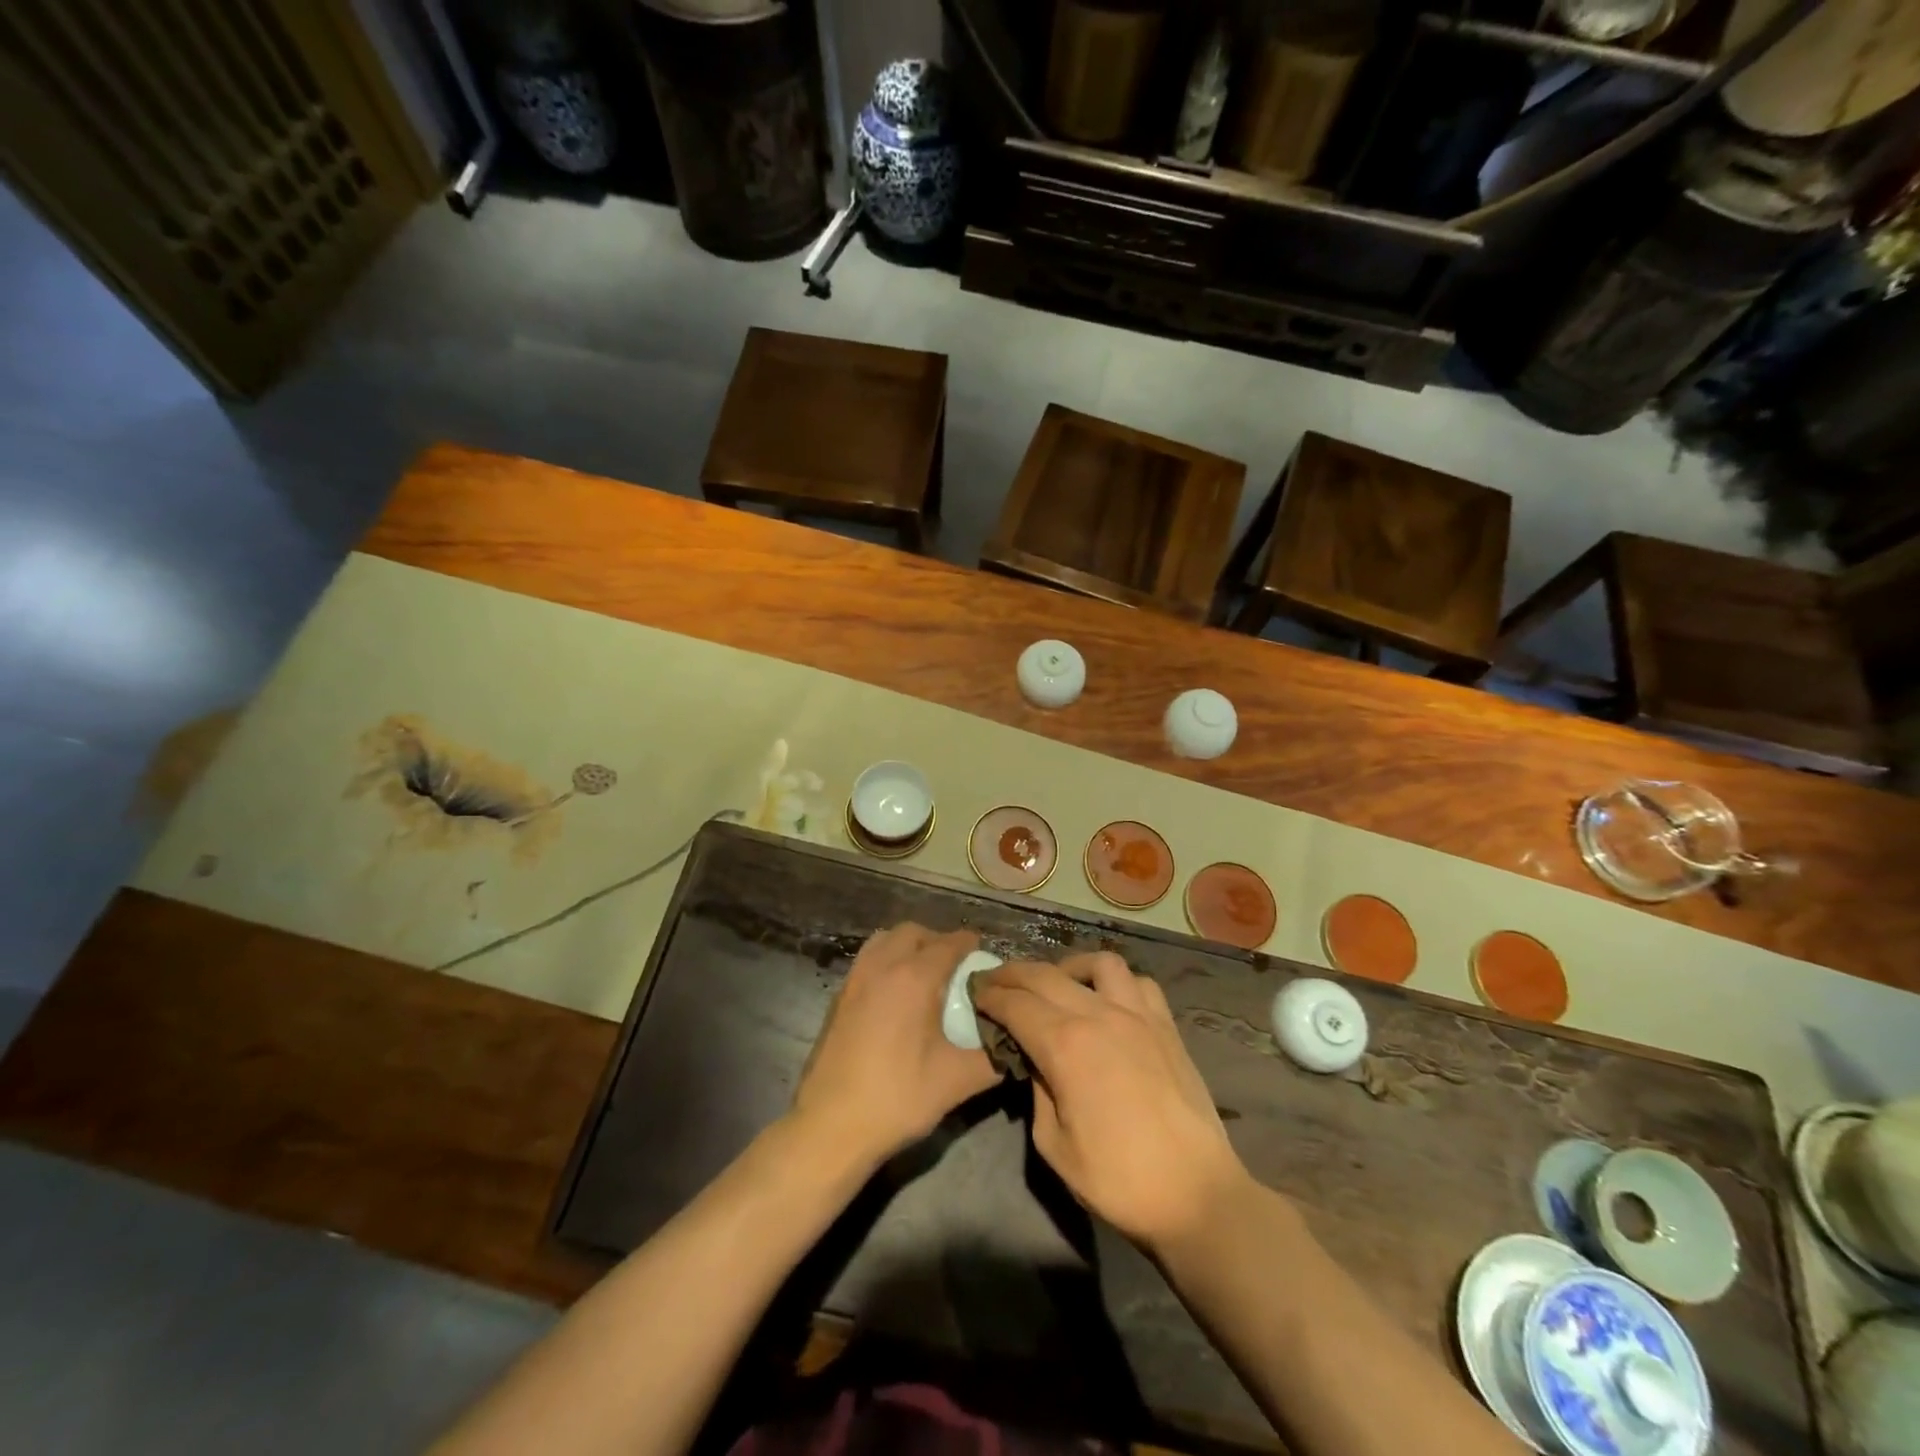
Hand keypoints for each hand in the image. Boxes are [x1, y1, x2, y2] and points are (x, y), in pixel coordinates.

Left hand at [791, 923, 999, 1167]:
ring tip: (925, 974)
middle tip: (956, 966)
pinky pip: (867, 960)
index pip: (948, 944)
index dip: (969, 944)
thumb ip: (994, 1057)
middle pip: (913, 933)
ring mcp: (854, 980)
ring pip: (884, 941)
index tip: (984, 953)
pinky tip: (895, 995)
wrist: (830, 1127)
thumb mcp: (957, 1081)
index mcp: (913, 978)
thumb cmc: (897, 1098)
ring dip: (908, 946)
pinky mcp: (838, 998)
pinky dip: (886, 961)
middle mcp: (881, 967)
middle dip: (937, 940)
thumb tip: (1015, 1043)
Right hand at [973, 953, 1249, 1250]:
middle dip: (1013, 973)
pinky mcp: (1166, 1025)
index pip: (1015, 1004)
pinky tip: (1107, 999)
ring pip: (1098, 963)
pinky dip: (1116, 982)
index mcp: (1065, 1045)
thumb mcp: (1054, 1145)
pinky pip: (1138, 982)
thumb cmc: (1118, 1179)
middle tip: (995, 980)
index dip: (990, 995)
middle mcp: (1099, 1015)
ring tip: (1056, 983)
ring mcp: (1138, 1015)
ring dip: (1068, 967)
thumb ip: (1037, 1091)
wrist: (1196, 1194)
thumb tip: (1035, 1060)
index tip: (974, 992)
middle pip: (1046, 975)